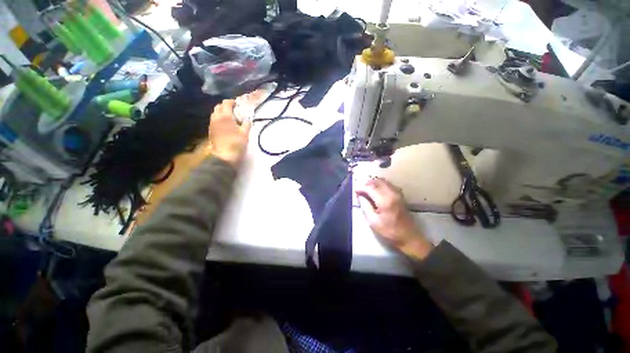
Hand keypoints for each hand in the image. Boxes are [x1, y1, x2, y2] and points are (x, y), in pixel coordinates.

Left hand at [206, 99, 251, 166]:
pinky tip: (225, 124)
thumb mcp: (245, 133)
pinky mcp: (211, 130)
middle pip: (218, 106)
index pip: (226, 103)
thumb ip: (246, 124)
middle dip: (225, 106)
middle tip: (233, 110)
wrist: (224, 155)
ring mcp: (212, 124)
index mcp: (226, 116)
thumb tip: (247, 118)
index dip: (232, 101)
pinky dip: (219, 118)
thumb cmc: (236, 143)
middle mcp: (216, 117)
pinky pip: (214, 120)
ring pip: (215, 113)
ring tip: (229, 117)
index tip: (237, 104)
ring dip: (221, 112)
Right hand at [356, 177, 433, 260]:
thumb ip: (365, 206)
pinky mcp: (400, 195)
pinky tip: (376, 190)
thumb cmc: (389, 231)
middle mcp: (392, 193)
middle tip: (360, 189)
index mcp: (384, 200)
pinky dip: (380, 184)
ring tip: (366, 189)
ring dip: (374, 183)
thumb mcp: (373, 221)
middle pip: (377, 181)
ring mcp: (397, 193)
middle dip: (367, 183)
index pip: (370, 188)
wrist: (409, 237)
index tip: (355, 191)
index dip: (361, 188)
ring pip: (383, 181)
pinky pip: (389, 184)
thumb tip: (360, 196)